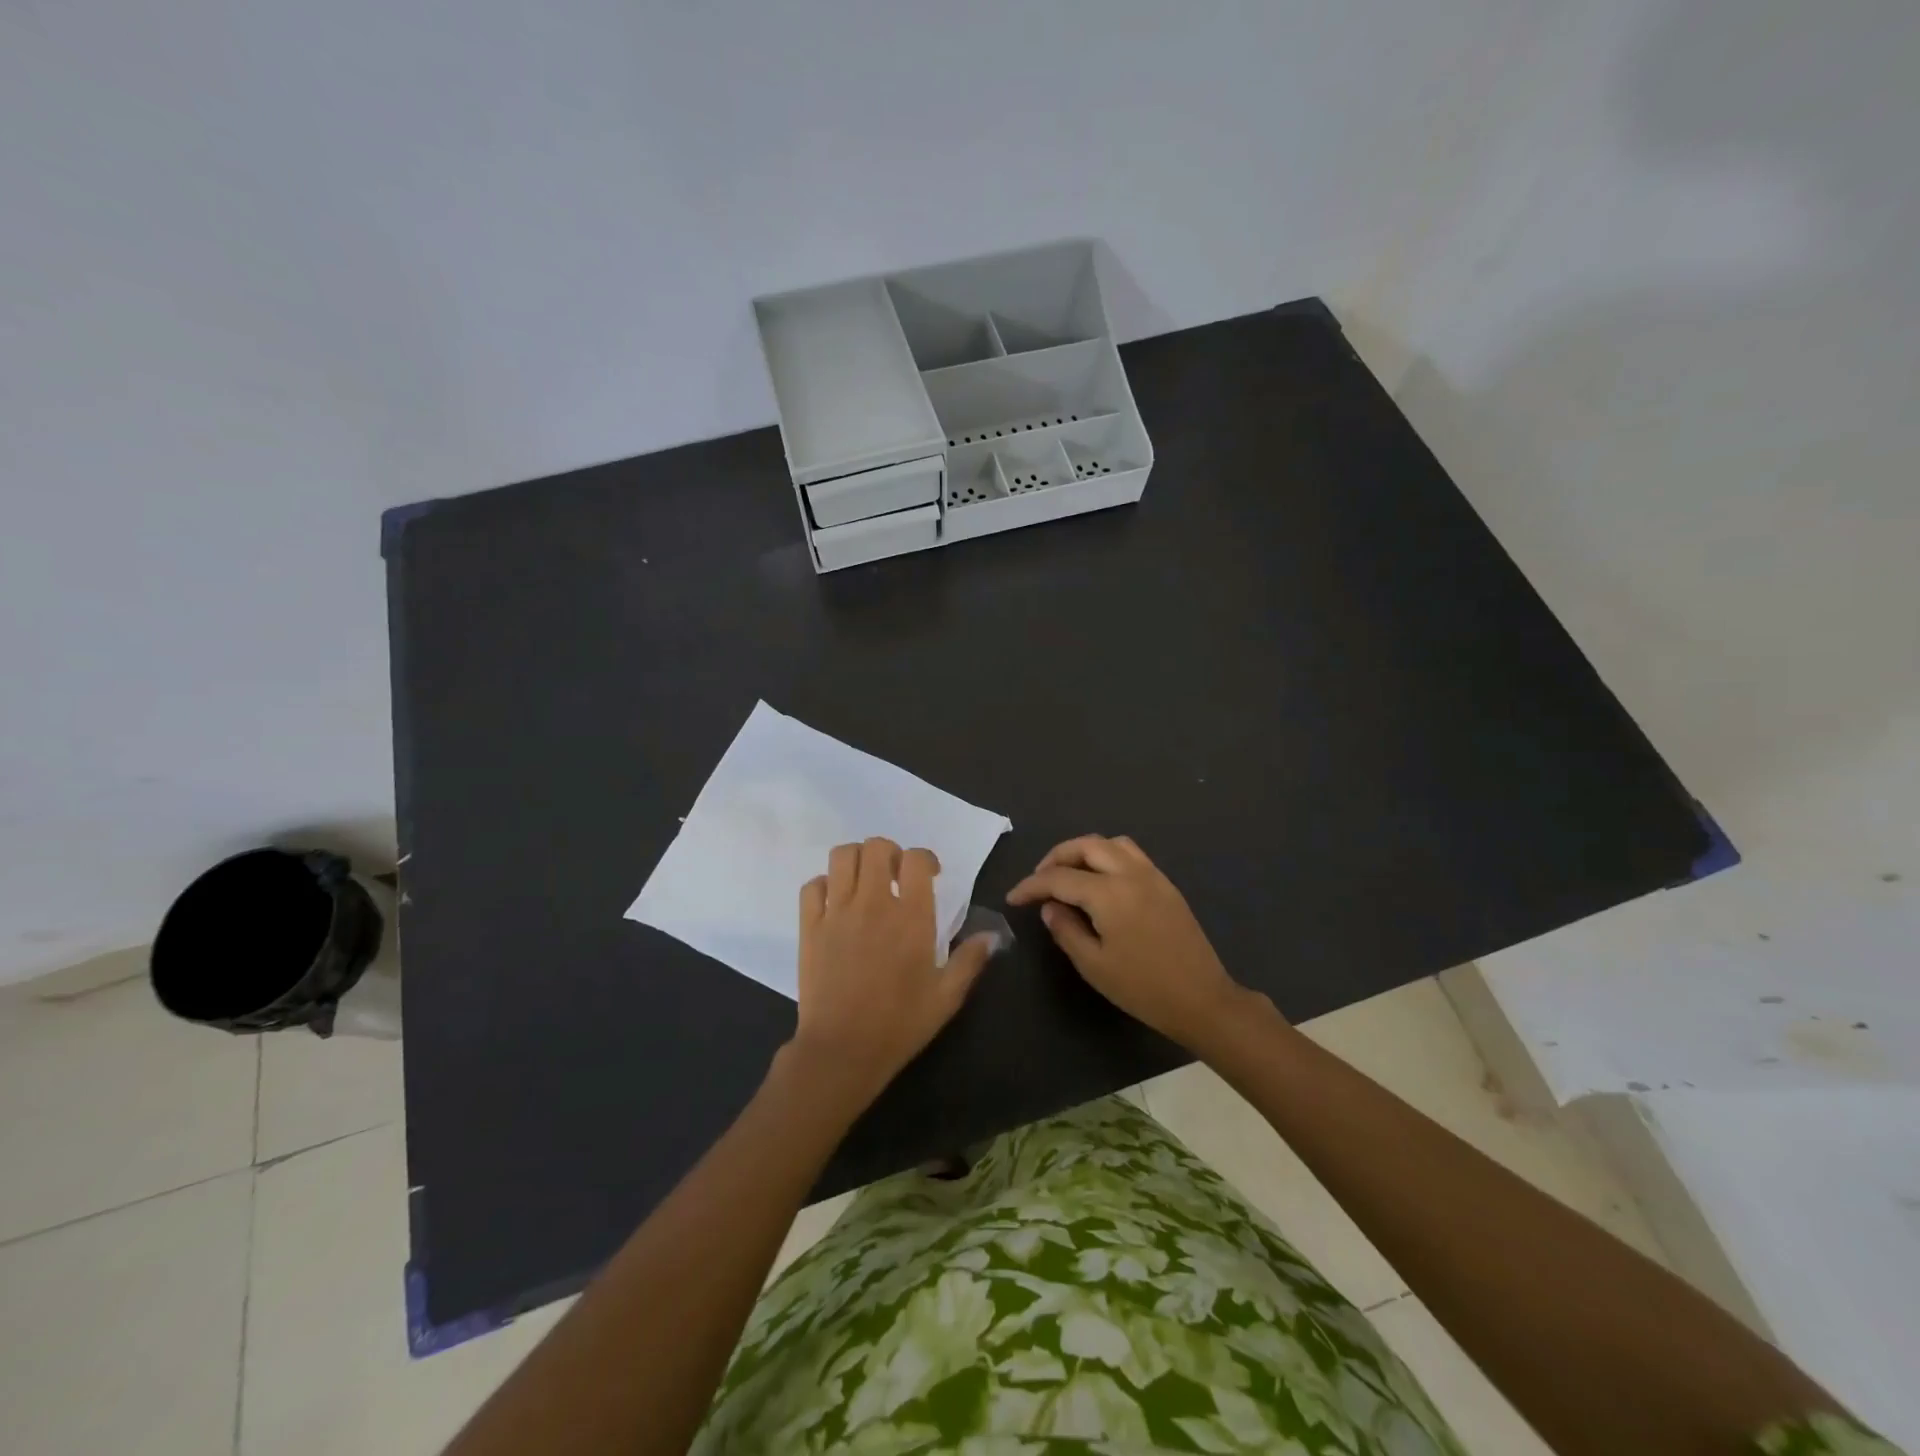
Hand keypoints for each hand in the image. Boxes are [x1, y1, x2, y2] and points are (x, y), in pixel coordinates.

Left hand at [789, 837, 996, 1104]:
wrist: (843, 1050)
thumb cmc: (900, 1024)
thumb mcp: (947, 997)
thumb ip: (970, 960)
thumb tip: (992, 935)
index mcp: (911, 915)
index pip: (917, 859)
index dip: (925, 859)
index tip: (930, 875)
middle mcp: (873, 903)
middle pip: (877, 847)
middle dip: (890, 853)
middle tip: (895, 876)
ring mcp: (837, 912)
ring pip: (842, 856)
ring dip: (857, 860)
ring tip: (865, 881)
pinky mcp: (810, 926)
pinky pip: (812, 885)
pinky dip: (824, 884)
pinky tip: (835, 902)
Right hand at [1007, 834, 1251, 1049]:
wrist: (1202, 1000)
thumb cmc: (1142, 988)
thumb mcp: (1093, 965)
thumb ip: (1066, 929)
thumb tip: (1050, 906)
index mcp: (1108, 893)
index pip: (1058, 878)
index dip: (1031, 886)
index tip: (1013, 899)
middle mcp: (1130, 874)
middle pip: (1085, 846)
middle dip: (1055, 857)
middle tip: (1038, 880)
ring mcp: (1152, 875)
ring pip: (1110, 844)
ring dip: (1083, 851)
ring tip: (1068, 874)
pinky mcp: (1166, 884)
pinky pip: (1131, 854)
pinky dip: (1107, 856)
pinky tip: (1099, 881)